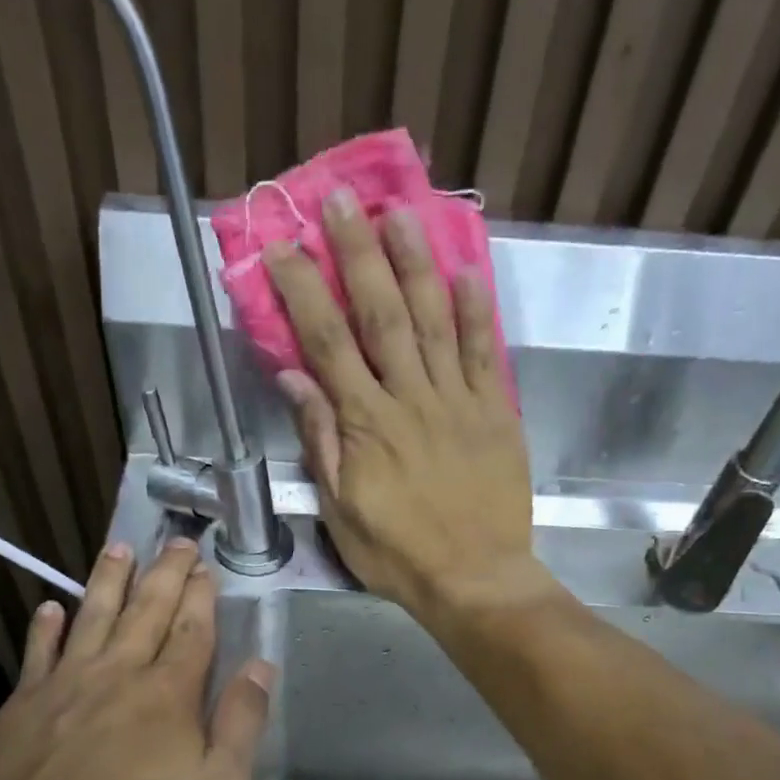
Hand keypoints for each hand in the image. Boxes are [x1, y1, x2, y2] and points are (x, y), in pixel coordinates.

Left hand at [0, 539, 274, 779]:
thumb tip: (261, 666)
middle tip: (176, 542)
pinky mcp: (21, 709)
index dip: (202, 596)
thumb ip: (241, 724)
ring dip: (108, 580)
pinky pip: (37, 655)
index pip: (192, 631)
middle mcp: (117, 675)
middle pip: (146, 611)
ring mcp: (64, 688)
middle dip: (165, 574)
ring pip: (91, 617)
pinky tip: (50, 608)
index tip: (207, 567)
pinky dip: (45, 628)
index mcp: (168, 694)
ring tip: (119, 548)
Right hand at [264, 189, 537, 620]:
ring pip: (434, 320)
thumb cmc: (398, 555)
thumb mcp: (341, 512)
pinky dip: (476, 311)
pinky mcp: (496, 412)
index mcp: (366, 425)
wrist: (475, 579)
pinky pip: (486, 352)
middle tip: (341, 200)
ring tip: (399, 213)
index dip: (303, 291)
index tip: (283, 247)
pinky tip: (466, 272)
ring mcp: (458, 401)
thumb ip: (321, 442)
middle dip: (358, 253)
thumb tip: (294, 380)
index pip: (327, 344)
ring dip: (415, 263)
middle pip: (381, 314)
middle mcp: (410, 399)